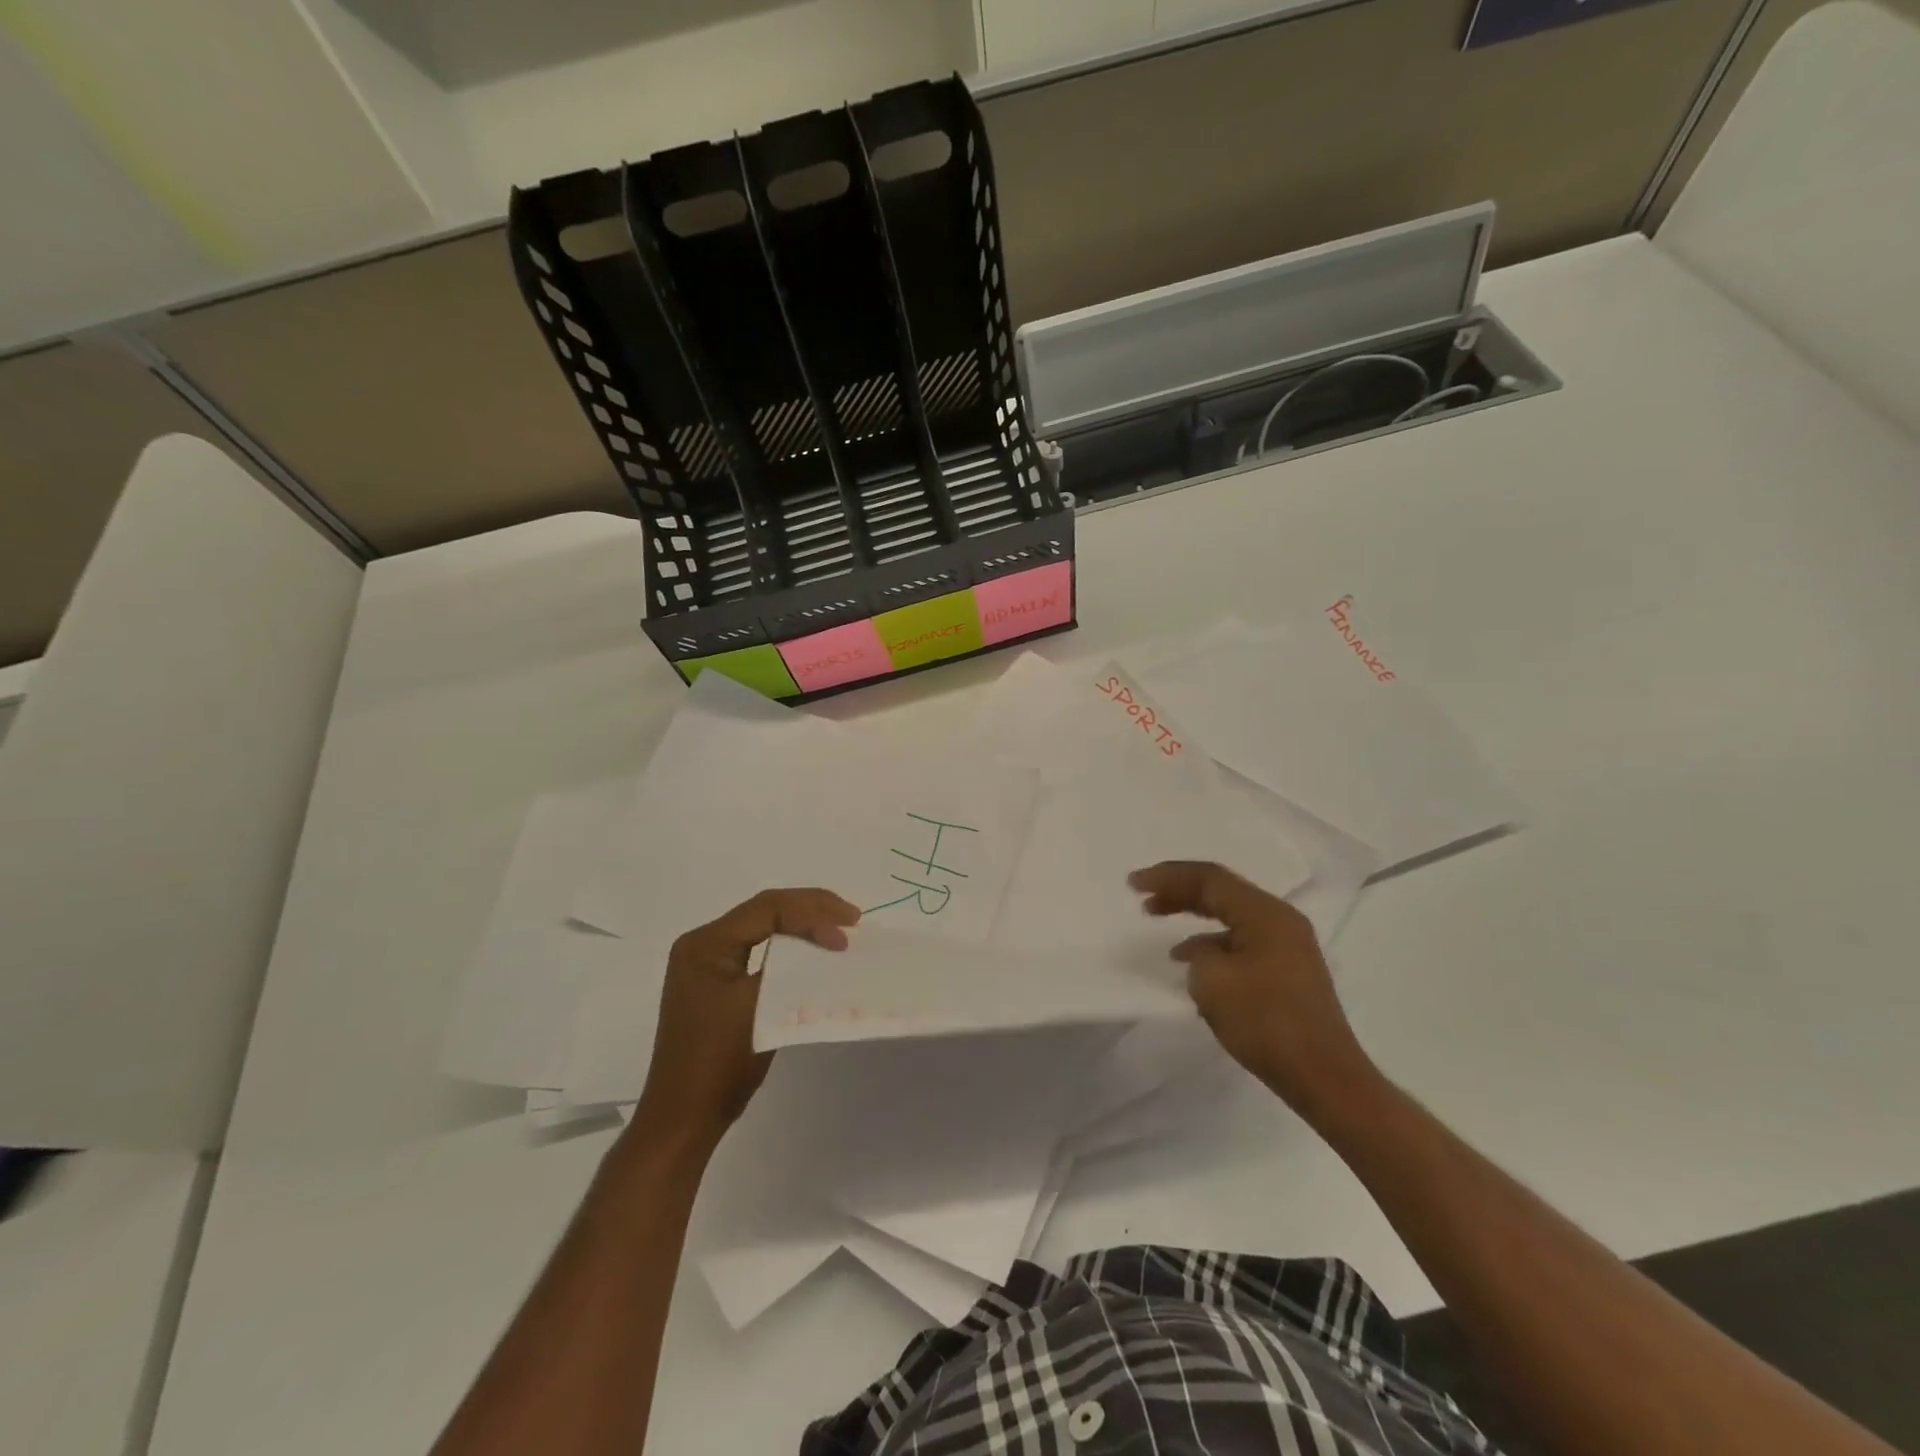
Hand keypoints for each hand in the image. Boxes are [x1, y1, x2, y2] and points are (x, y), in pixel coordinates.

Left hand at [632, 889, 859, 1149]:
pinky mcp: (719, 982)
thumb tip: (827, 943)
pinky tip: (814, 951)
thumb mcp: (759, 1008)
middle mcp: (703, 944)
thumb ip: (790, 967)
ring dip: (803, 925)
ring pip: (764, 927)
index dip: (811, 915)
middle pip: (765, 910)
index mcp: (705, 944)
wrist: (684, 1119)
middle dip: (811, 909)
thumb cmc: (718, 1064)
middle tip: (852, 918)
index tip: (845, 937)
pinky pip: (760, 950)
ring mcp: (709, 963)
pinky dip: (791, 947)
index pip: (767, 909)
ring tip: (840, 929)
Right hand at [1130, 861, 1373, 1113]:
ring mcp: (1287, 945)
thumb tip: (1200, 953)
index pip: (1209, 878)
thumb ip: (1198, 954)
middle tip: (1143, 896)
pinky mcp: (1286, 971)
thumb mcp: (1213, 981)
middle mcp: (1280, 920)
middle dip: (1178, 890)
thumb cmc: (1266, 1022)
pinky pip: (1240, 940)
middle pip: (1221, 891)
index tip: (1133, 884)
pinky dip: (1210, 941)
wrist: (1324, 1077)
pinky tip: (1190, 961)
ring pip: (1230, 915)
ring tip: (1157, 920)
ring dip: (1192, 914)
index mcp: (1265, 913)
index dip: (1167, 877)